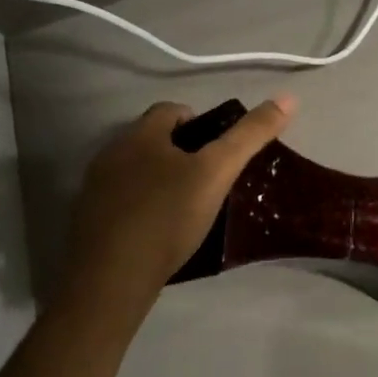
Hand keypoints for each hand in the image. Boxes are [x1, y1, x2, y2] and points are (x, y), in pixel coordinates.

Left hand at [60, 96, 297, 304]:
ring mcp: (95, 189)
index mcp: (139, 136)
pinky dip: (143, 208)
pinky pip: (122, 202)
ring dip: (160, 180)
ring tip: (189, 206)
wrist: (111, 278)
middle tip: (210, 178)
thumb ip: (250, 136)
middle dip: (181, 152)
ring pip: (136, 172)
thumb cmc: (167, 216)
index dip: (200, 122)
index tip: (221, 149)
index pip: (171, 110)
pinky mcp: (89, 221)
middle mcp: (111, 154)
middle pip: (152, 140)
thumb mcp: (217, 173)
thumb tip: (288, 98)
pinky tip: (161, 232)